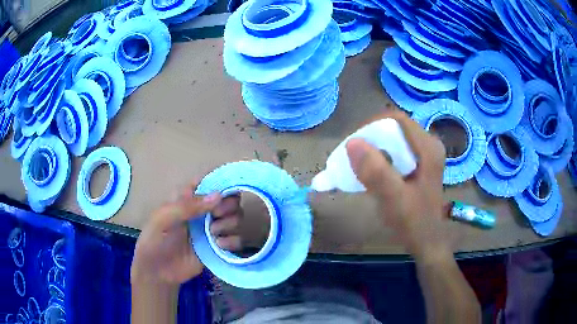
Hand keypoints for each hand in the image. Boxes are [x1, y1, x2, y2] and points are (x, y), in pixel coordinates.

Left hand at [131, 183, 242, 286]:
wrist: (159, 272)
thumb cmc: (155, 240)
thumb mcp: (163, 218)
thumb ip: (187, 206)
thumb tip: (218, 195)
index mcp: (189, 198)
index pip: (211, 181)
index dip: (222, 183)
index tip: (221, 194)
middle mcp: (204, 211)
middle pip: (229, 199)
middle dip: (228, 206)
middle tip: (216, 216)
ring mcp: (212, 230)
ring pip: (236, 218)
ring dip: (230, 223)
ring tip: (213, 233)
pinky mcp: (219, 248)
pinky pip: (237, 240)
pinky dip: (233, 241)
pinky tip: (219, 245)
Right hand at [346, 110, 448, 259]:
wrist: (426, 243)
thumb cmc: (413, 222)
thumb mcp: (393, 198)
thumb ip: (376, 171)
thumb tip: (352, 142)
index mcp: (428, 148)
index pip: (396, 120)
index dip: (372, 125)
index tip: (353, 144)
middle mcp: (429, 146)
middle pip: (394, 129)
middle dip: (371, 139)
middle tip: (352, 157)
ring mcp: (425, 156)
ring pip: (393, 140)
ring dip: (373, 150)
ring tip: (357, 165)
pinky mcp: (419, 165)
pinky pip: (396, 152)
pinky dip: (380, 159)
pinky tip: (371, 173)